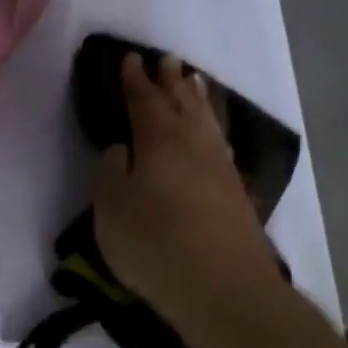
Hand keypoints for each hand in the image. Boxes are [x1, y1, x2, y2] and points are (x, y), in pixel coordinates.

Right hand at [93, 54, 284, 330]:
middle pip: (182, 104)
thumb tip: (121, 148)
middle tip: (166, 60)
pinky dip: (214, 128)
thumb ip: (111, 172)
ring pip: (207, 121)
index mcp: (159, 142)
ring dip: (197, 99)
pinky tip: (214, 134)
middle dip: (170, 81)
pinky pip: (221, 143)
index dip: (134, 80)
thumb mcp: (111, 209)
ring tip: (193, 81)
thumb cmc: (154, 245)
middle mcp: (194, 145)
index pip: (144, 101)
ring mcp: (221, 168)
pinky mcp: (237, 193)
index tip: (129, 59)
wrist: (223, 288)